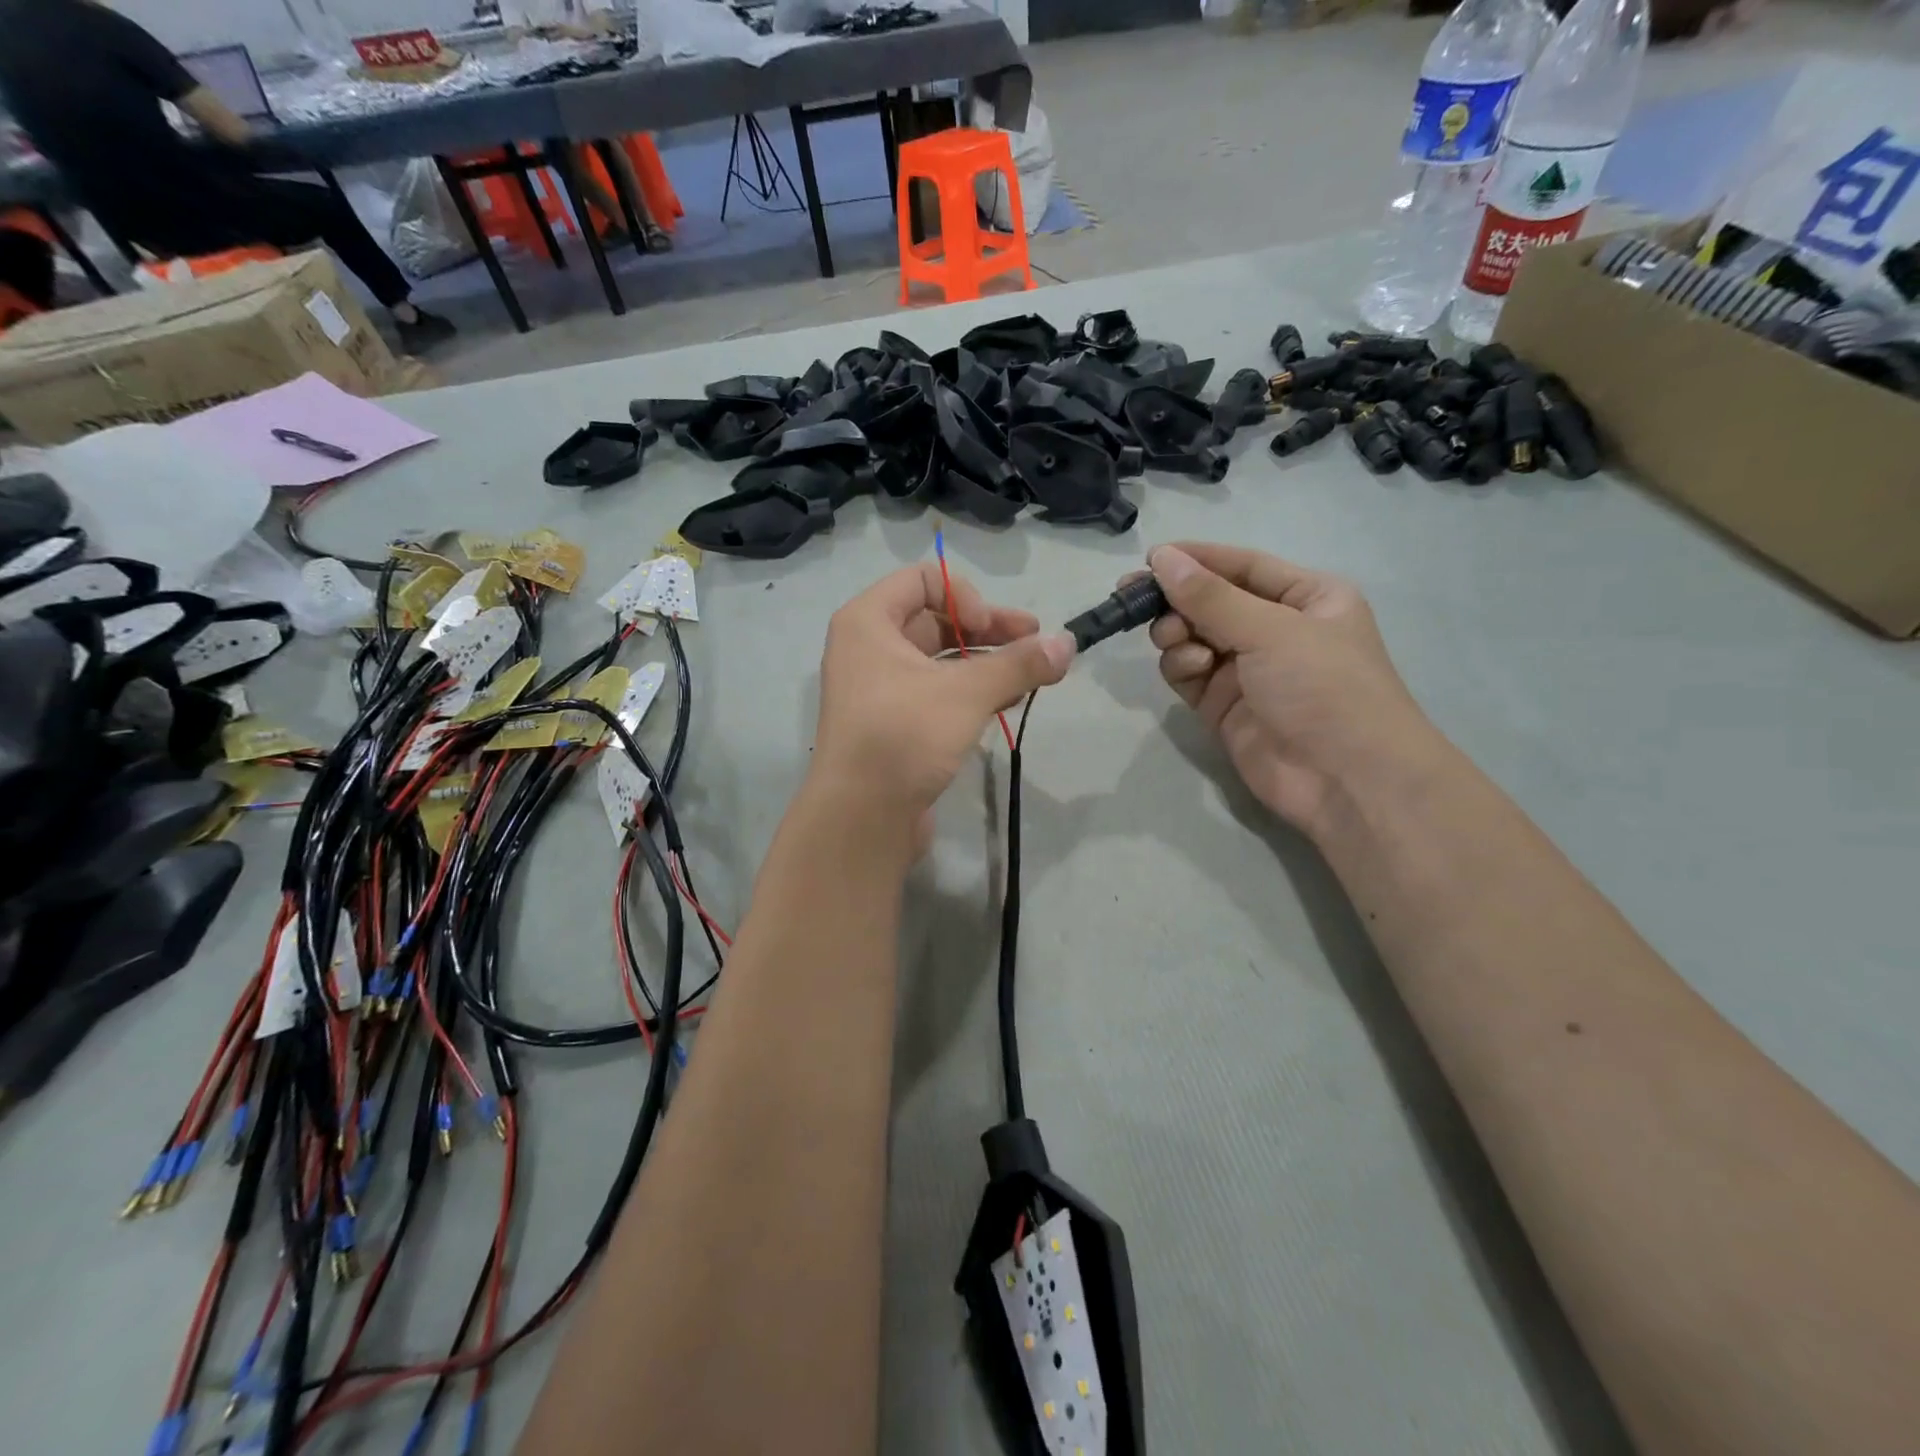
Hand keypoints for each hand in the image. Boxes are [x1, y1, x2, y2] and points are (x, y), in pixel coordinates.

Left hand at [811, 563, 1074, 840]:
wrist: (861, 818)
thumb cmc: (904, 735)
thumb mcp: (966, 693)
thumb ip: (1019, 664)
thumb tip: (1069, 643)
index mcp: (868, 621)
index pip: (923, 579)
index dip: (965, 596)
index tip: (991, 629)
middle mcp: (868, 648)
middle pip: (935, 619)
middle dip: (988, 629)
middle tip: (1036, 643)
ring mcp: (879, 689)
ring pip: (940, 659)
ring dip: (986, 662)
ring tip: (1032, 674)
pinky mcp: (894, 725)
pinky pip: (936, 693)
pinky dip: (971, 691)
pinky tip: (1009, 700)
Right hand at [1146, 543, 1441, 839]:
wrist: (1346, 780)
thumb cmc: (1324, 687)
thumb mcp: (1271, 630)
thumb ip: (1210, 596)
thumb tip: (1161, 557)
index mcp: (1306, 597)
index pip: (1242, 566)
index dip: (1197, 558)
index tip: (1149, 558)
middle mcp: (1276, 629)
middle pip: (1211, 601)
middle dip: (1176, 600)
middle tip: (1134, 599)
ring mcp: (1248, 670)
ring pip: (1193, 637)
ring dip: (1177, 634)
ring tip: (1175, 641)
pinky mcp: (1223, 706)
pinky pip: (1189, 673)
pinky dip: (1182, 666)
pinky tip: (1193, 670)